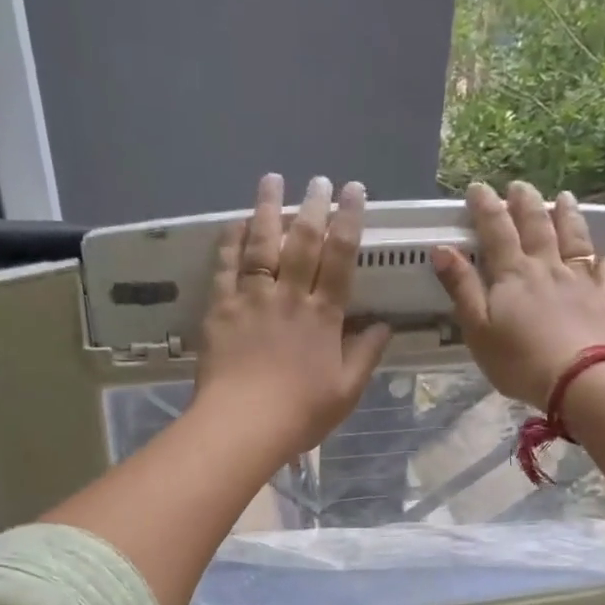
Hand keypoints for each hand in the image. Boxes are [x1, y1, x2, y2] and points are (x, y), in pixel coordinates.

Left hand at [195, 173, 392, 455]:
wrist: (242, 425)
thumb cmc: (300, 413)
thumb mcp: (346, 391)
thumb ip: (366, 355)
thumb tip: (384, 325)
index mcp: (323, 316)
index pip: (340, 258)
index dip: (349, 221)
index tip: (354, 192)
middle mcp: (289, 296)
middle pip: (303, 241)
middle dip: (313, 206)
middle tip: (319, 179)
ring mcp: (252, 299)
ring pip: (262, 244)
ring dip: (269, 209)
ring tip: (272, 180)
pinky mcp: (221, 309)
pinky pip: (226, 266)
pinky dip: (232, 241)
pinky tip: (236, 222)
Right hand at [433, 181, 604, 409]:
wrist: (578, 379)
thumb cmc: (519, 360)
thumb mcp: (478, 328)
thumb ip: (462, 288)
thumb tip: (442, 249)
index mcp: (513, 273)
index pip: (496, 230)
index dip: (485, 206)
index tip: (477, 188)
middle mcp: (547, 266)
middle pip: (536, 225)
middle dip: (525, 202)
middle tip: (519, 185)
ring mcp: (580, 280)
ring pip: (573, 238)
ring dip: (567, 215)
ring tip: (564, 197)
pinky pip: (604, 272)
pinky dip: (601, 260)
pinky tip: (603, 256)